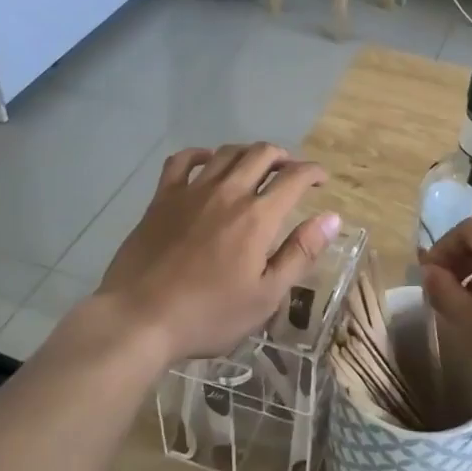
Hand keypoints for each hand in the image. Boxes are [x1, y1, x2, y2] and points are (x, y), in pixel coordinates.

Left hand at [97, 143, 340, 362]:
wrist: (140, 318)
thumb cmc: (209, 314)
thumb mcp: (266, 296)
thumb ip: (300, 253)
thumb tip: (331, 218)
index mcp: (257, 217)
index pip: (294, 178)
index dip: (312, 172)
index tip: (321, 179)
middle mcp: (228, 193)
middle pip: (261, 154)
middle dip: (283, 157)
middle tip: (291, 171)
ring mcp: (191, 192)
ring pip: (226, 153)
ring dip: (248, 152)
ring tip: (257, 165)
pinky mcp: (162, 198)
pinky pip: (182, 160)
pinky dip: (200, 154)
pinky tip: (208, 161)